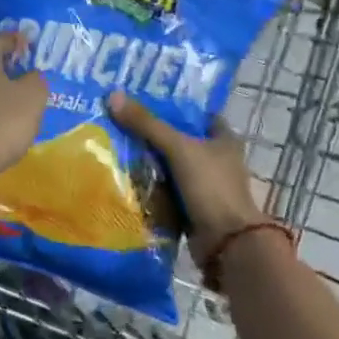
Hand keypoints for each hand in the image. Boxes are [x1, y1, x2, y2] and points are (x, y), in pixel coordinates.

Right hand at [107, 91, 264, 257]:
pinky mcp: (193, 209)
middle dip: (153, 136)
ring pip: (171, 168)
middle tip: (119, 124)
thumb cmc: (210, 187)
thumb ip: (147, 124)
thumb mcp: (178, 149)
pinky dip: (150, 189)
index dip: (174, 108)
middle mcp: (217, 160)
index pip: (198, 115)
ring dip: (149, 164)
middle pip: (180, 141)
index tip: (143, 102)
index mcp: (224, 140)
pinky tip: (125, 181)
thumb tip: (112, 96)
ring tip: (115, 149)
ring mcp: (205, 187)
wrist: (226, 242)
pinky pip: (167, 193)